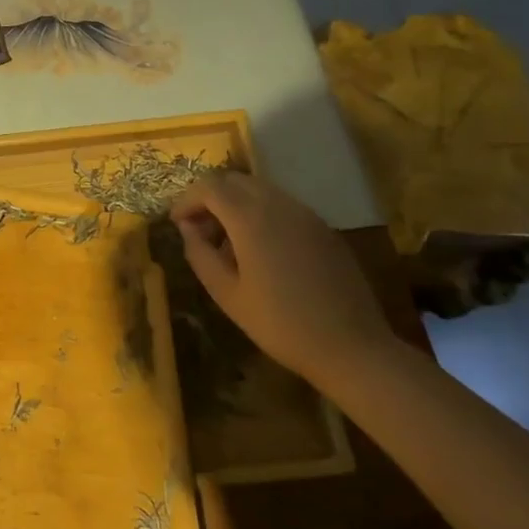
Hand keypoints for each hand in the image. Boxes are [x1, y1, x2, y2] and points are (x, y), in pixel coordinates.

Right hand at [171, 171, 394, 385]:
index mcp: (251, 218)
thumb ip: (200, 255)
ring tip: (227, 242)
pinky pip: (282, 205)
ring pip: (259, 190)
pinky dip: (260, 213)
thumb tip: (187, 228)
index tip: (176, 223)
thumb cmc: (281, 324)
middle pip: (234, 180)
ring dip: (235, 204)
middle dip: (210, 197)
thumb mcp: (227, 295)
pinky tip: (260, 250)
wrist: (352, 348)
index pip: (209, 187)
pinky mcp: (323, 227)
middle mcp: (278, 204)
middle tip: (199, 229)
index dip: (187, 200)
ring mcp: (305, 214)